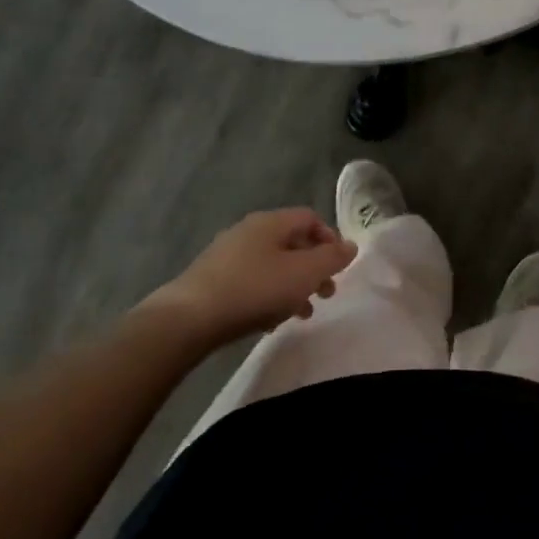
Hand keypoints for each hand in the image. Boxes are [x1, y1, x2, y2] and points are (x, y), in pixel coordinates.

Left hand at [140, 208, 357, 346]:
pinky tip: (270, 320)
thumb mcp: (304, 273)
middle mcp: (249, 231)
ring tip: (302, 312)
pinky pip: (252, 281)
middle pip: (292, 242)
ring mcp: (227, 254)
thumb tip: (350, 246)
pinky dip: (269, 295)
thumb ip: (332, 258)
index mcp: (271, 222)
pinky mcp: (212, 279)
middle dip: (314, 267)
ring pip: (272, 264)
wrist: (188, 319)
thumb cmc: (254, 289)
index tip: (340, 267)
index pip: (311, 218)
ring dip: (293, 285)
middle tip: (326, 293)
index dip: (331, 239)